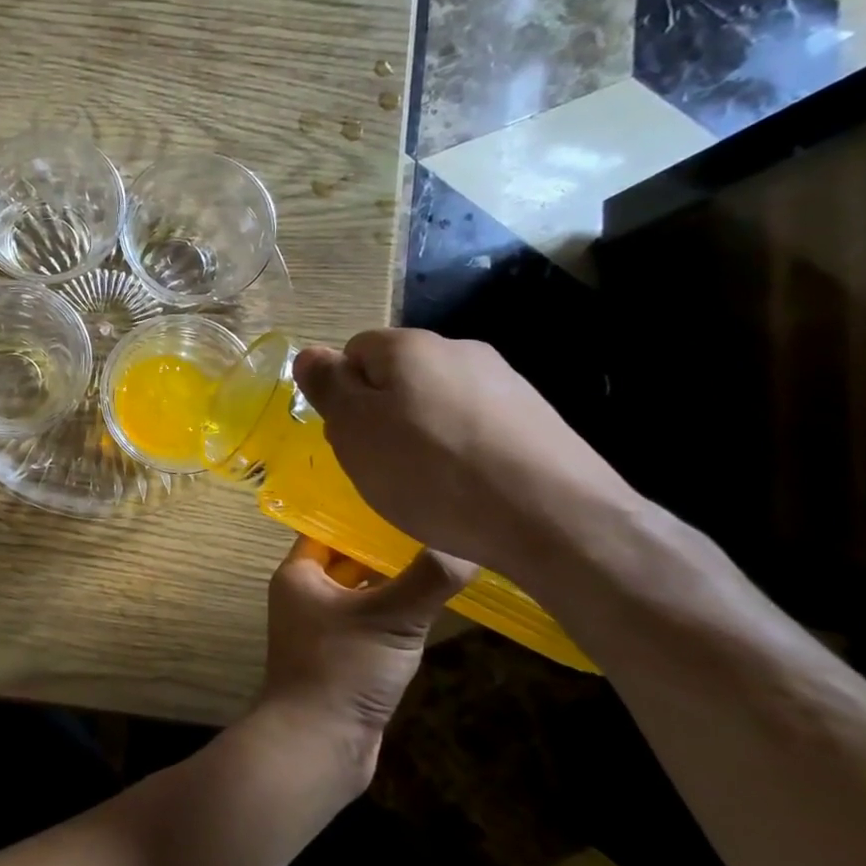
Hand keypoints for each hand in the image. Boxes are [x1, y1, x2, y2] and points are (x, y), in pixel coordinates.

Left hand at [260, 536, 476, 775]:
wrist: (320, 743)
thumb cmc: (343, 668)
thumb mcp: (391, 618)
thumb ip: (428, 579)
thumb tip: (467, 542)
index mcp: (300, 574)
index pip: (330, 527)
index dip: (363, 512)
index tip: (406, 495)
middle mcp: (306, 594)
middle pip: (349, 557)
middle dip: (386, 544)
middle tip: (435, 523)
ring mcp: (325, 627)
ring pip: (364, 590)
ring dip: (395, 578)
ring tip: (442, 553)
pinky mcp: (345, 655)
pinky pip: (372, 620)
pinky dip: (396, 610)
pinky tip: (432, 601)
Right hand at [293, 328, 635, 572]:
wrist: (555, 518)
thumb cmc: (431, 472)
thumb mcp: (354, 430)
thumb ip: (327, 386)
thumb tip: (310, 355)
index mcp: (409, 346)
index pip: (353, 351)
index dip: (343, 394)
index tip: (349, 437)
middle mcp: (458, 349)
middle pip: (397, 376)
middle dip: (381, 414)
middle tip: (380, 465)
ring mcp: (504, 382)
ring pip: (437, 402)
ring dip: (421, 434)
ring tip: (427, 485)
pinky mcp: (537, 419)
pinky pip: (476, 427)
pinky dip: (461, 452)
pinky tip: (467, 489)